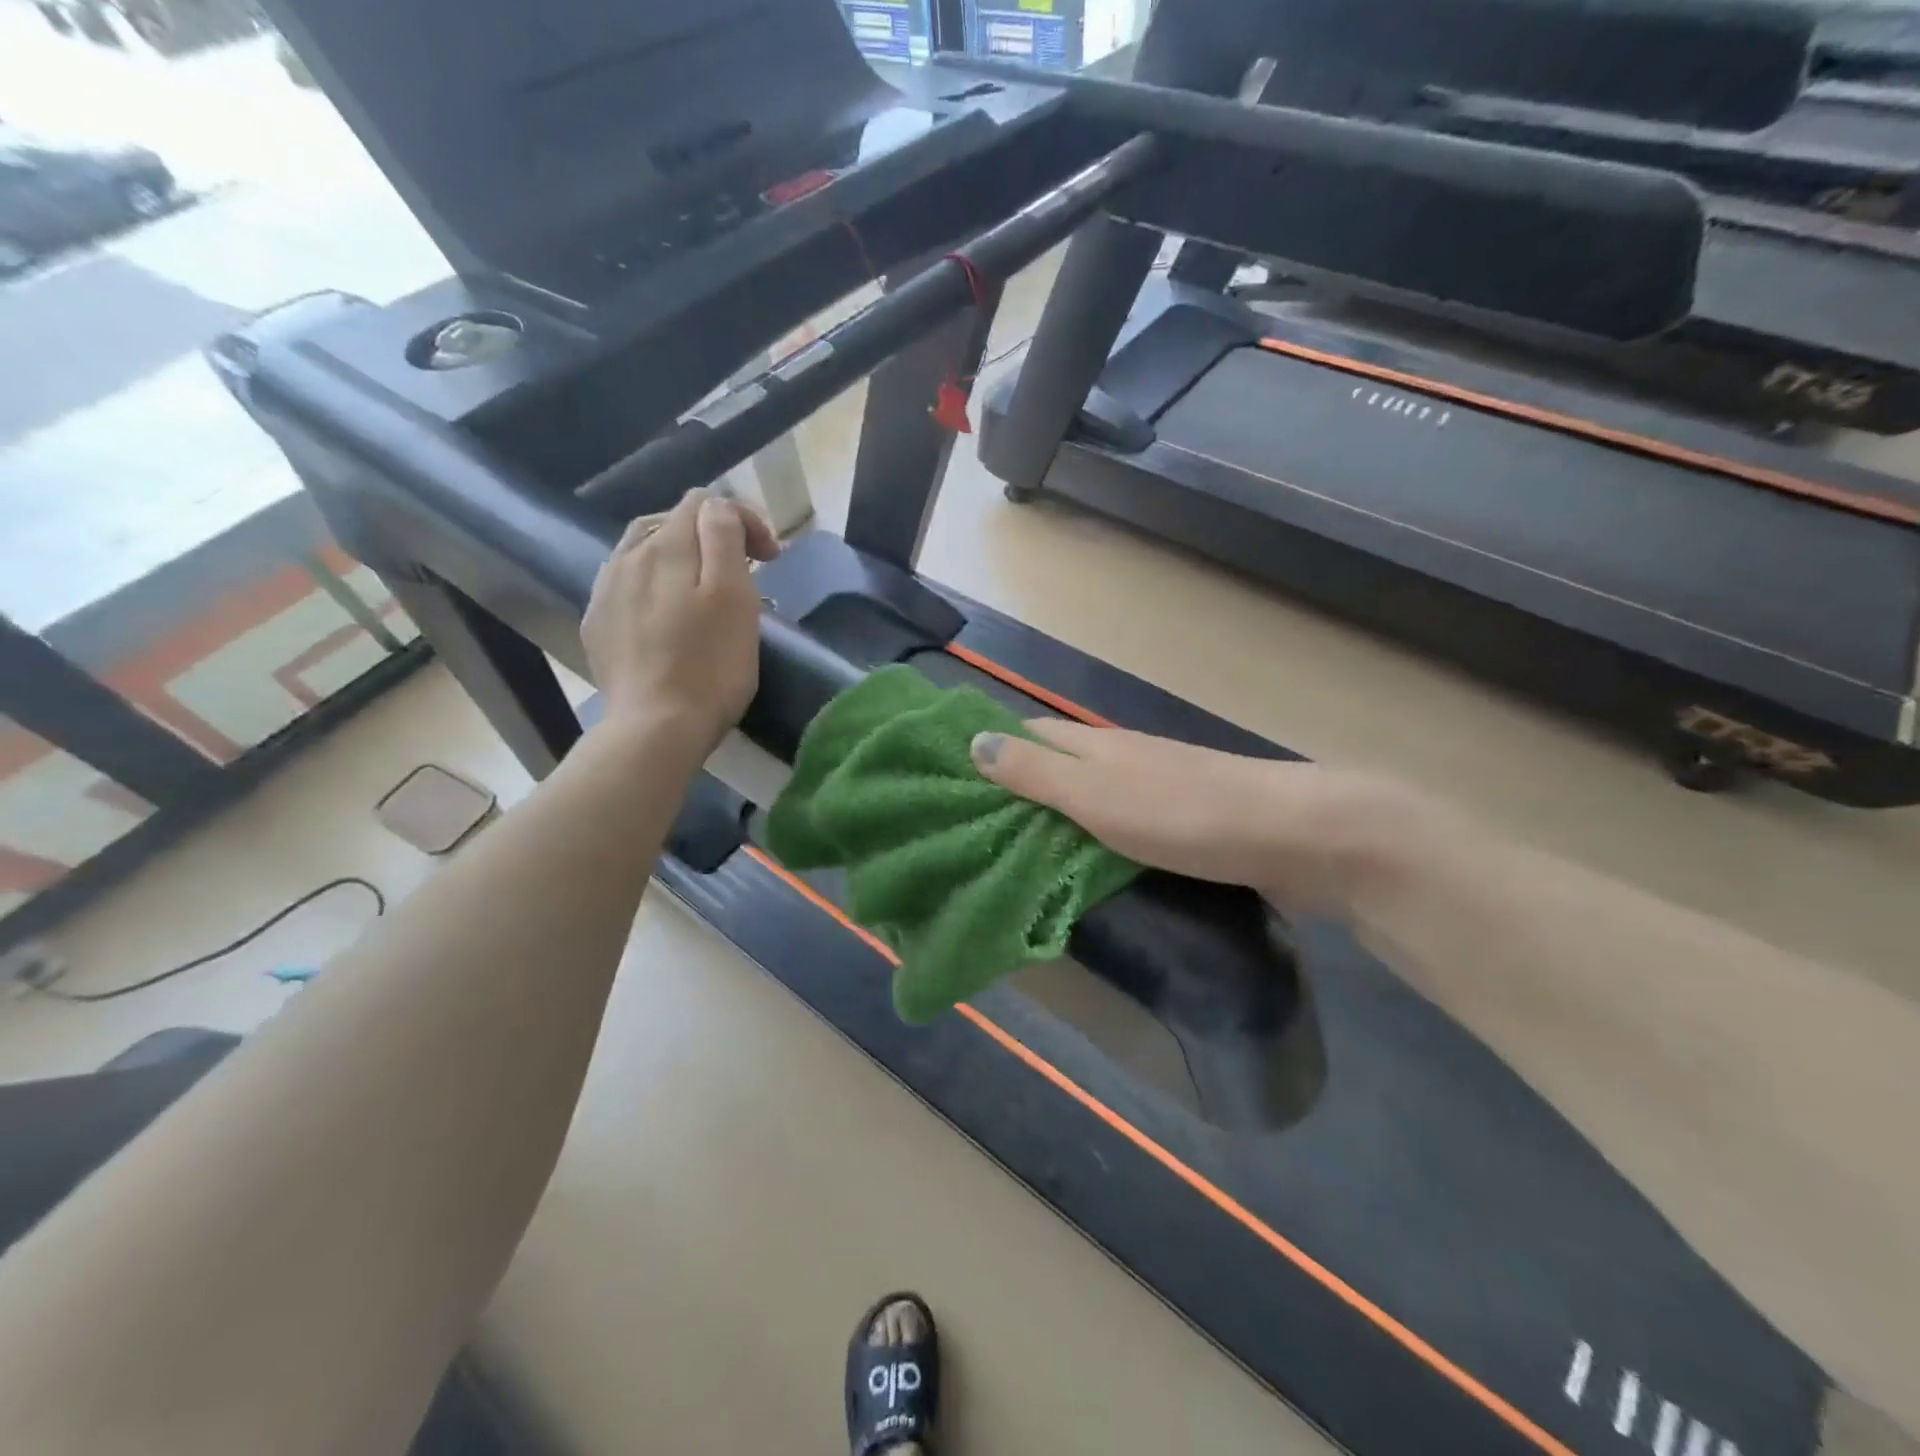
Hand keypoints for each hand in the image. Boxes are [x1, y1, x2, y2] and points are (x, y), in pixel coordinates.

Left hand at [581, 488, 779, 749]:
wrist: (656, 728)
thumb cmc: (711, 667)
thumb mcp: (734, 597)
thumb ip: (724, 538)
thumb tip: (718, 507)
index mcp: (668, 547)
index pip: (706, 502)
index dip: (745, 520)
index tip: (771, 560)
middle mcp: (629, 557)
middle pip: (672, 521)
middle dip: (711, 535)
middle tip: (744, 572)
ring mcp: (606, 590)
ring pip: (643, 549)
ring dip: (679, 556)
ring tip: (702, 588)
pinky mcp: (598, 623)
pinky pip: (625, 583)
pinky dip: (653, 584)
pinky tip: (666, 613)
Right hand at [972, 721, 1442, 913]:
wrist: (1298, 835)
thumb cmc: (1187, 815)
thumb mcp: (1099, 795)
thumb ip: (1037, 774)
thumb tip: (973, 742)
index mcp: (1097, 746)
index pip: (1029, 735)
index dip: (990, 748)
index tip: (948, 778)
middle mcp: (1122, 759)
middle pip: (1056, 763)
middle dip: (1014, 786)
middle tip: (968, 828)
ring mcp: (1156, 790)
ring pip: (1087, 794)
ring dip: (1052, 815)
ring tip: (1011, 852)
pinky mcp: (1182, 822)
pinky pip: (1118, 823)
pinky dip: (1089, 837)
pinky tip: (1081, 864)